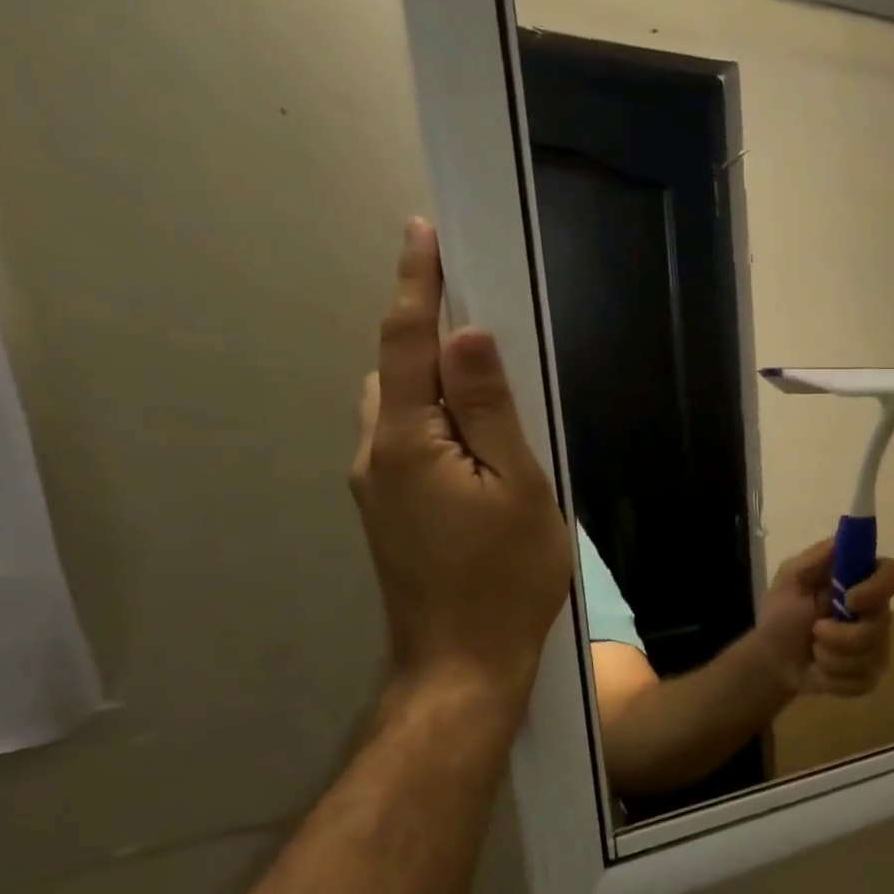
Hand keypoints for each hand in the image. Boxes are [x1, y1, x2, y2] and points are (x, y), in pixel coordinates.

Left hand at [350, 220, 572, 712]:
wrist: (462, 661)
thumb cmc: (506, 576)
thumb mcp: (518, 487)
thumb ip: (490, 410)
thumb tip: (468, 335)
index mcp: (408, 439)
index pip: (407, 343)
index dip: (416, 286)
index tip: (422, 233)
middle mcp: (375, 453)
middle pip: (394, 372)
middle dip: (424, 332)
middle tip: (475, 314)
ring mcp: (375, 487)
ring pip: (396, 410)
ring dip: (429, 381)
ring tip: (482, 383)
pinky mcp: (387, 513)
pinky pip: (404, 444)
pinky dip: (432, 422)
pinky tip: (472, 445)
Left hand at [754, 539, 893, 697]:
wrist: (772, 659)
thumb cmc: (782, 613)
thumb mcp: (789, 579)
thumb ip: (813, 559)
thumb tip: (841, 539)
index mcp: (862, 581)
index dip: (878, 588)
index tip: (850, 600)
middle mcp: (877, 611)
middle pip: (880, 625)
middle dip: (841, 636)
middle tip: (815, 631)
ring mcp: (878, 645)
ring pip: (869, 657)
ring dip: (830, 658)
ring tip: (814, 651)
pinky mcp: (870, 674)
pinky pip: (862, 680)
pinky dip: (833, 679)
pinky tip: (821, 670)